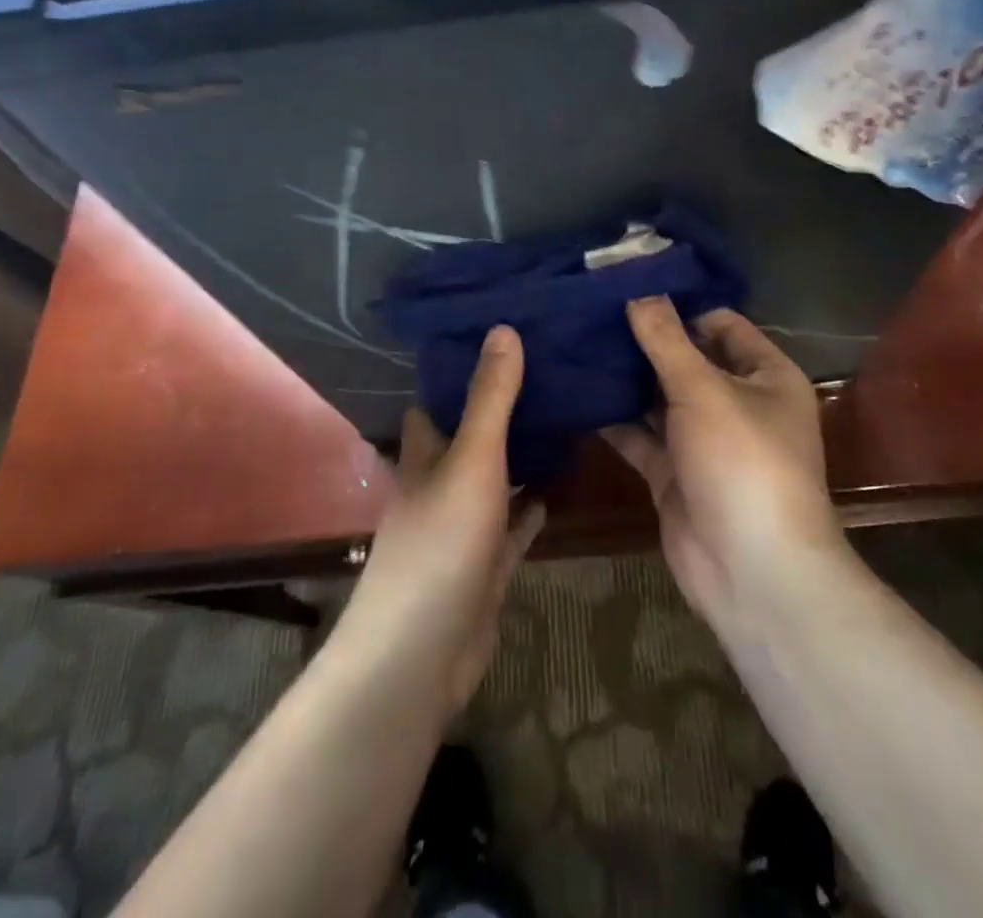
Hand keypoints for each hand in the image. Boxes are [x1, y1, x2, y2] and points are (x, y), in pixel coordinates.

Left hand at [338, 326, 545, 719]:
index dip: (458, 371)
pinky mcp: (483, 566)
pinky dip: (528, 510)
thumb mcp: (473, 460)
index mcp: (424, 455)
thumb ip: (491, 398)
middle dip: (497, 410)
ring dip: (517, 457)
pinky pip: (510, 528)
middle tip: (545, 372)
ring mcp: (460, 528)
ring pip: (490, 481)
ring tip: (559, 419)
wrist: (422, 654)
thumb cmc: (441, 543)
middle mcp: (437, 486)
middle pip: (466, 437)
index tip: (498, 337)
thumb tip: (503, 328)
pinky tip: (554, 489)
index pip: (435, 401)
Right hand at [606, 297, 843, 632]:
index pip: (721, 324)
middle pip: (687, 359)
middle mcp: (738, 403)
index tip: (629, 284)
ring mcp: (704, 441)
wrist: (752, 572)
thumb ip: (667, 341)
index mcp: (766, 376)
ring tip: (576, 342)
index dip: (680, 304)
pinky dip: (614, 419)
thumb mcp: (705, 390)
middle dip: (644, 340)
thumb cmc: (743, 461)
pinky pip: (641, 436)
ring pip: (659, 398)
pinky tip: (577, 392)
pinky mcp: (674, 474)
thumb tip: (639, 292)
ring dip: (626, 378)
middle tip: (591, 310)